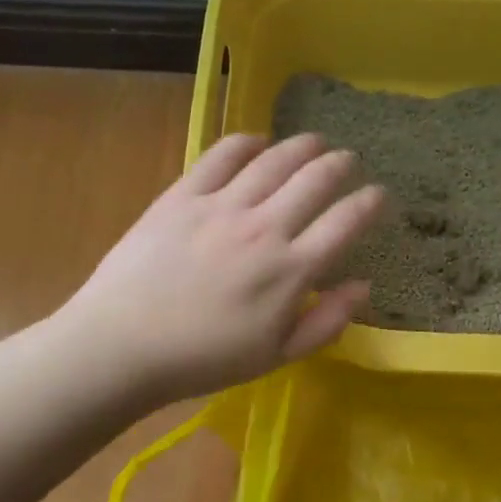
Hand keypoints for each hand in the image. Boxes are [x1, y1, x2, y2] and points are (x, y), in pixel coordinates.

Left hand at [63, 133, 383, 404]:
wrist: (121, 346)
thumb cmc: (203, 360)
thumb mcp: (276, 356)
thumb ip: (326, 322)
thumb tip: (363, 286)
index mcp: (291, 269)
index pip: (346, 222)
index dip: (370, 203)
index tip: (379, 194)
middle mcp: (265, 227)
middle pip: (316, 179)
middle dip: (341, 165)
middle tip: (349, 160)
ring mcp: (222, 206)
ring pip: (275, 160)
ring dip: (302, 146)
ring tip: (315, 141)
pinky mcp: (183, 195)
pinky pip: (222, 156)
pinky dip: (246, 142)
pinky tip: (258, 141)